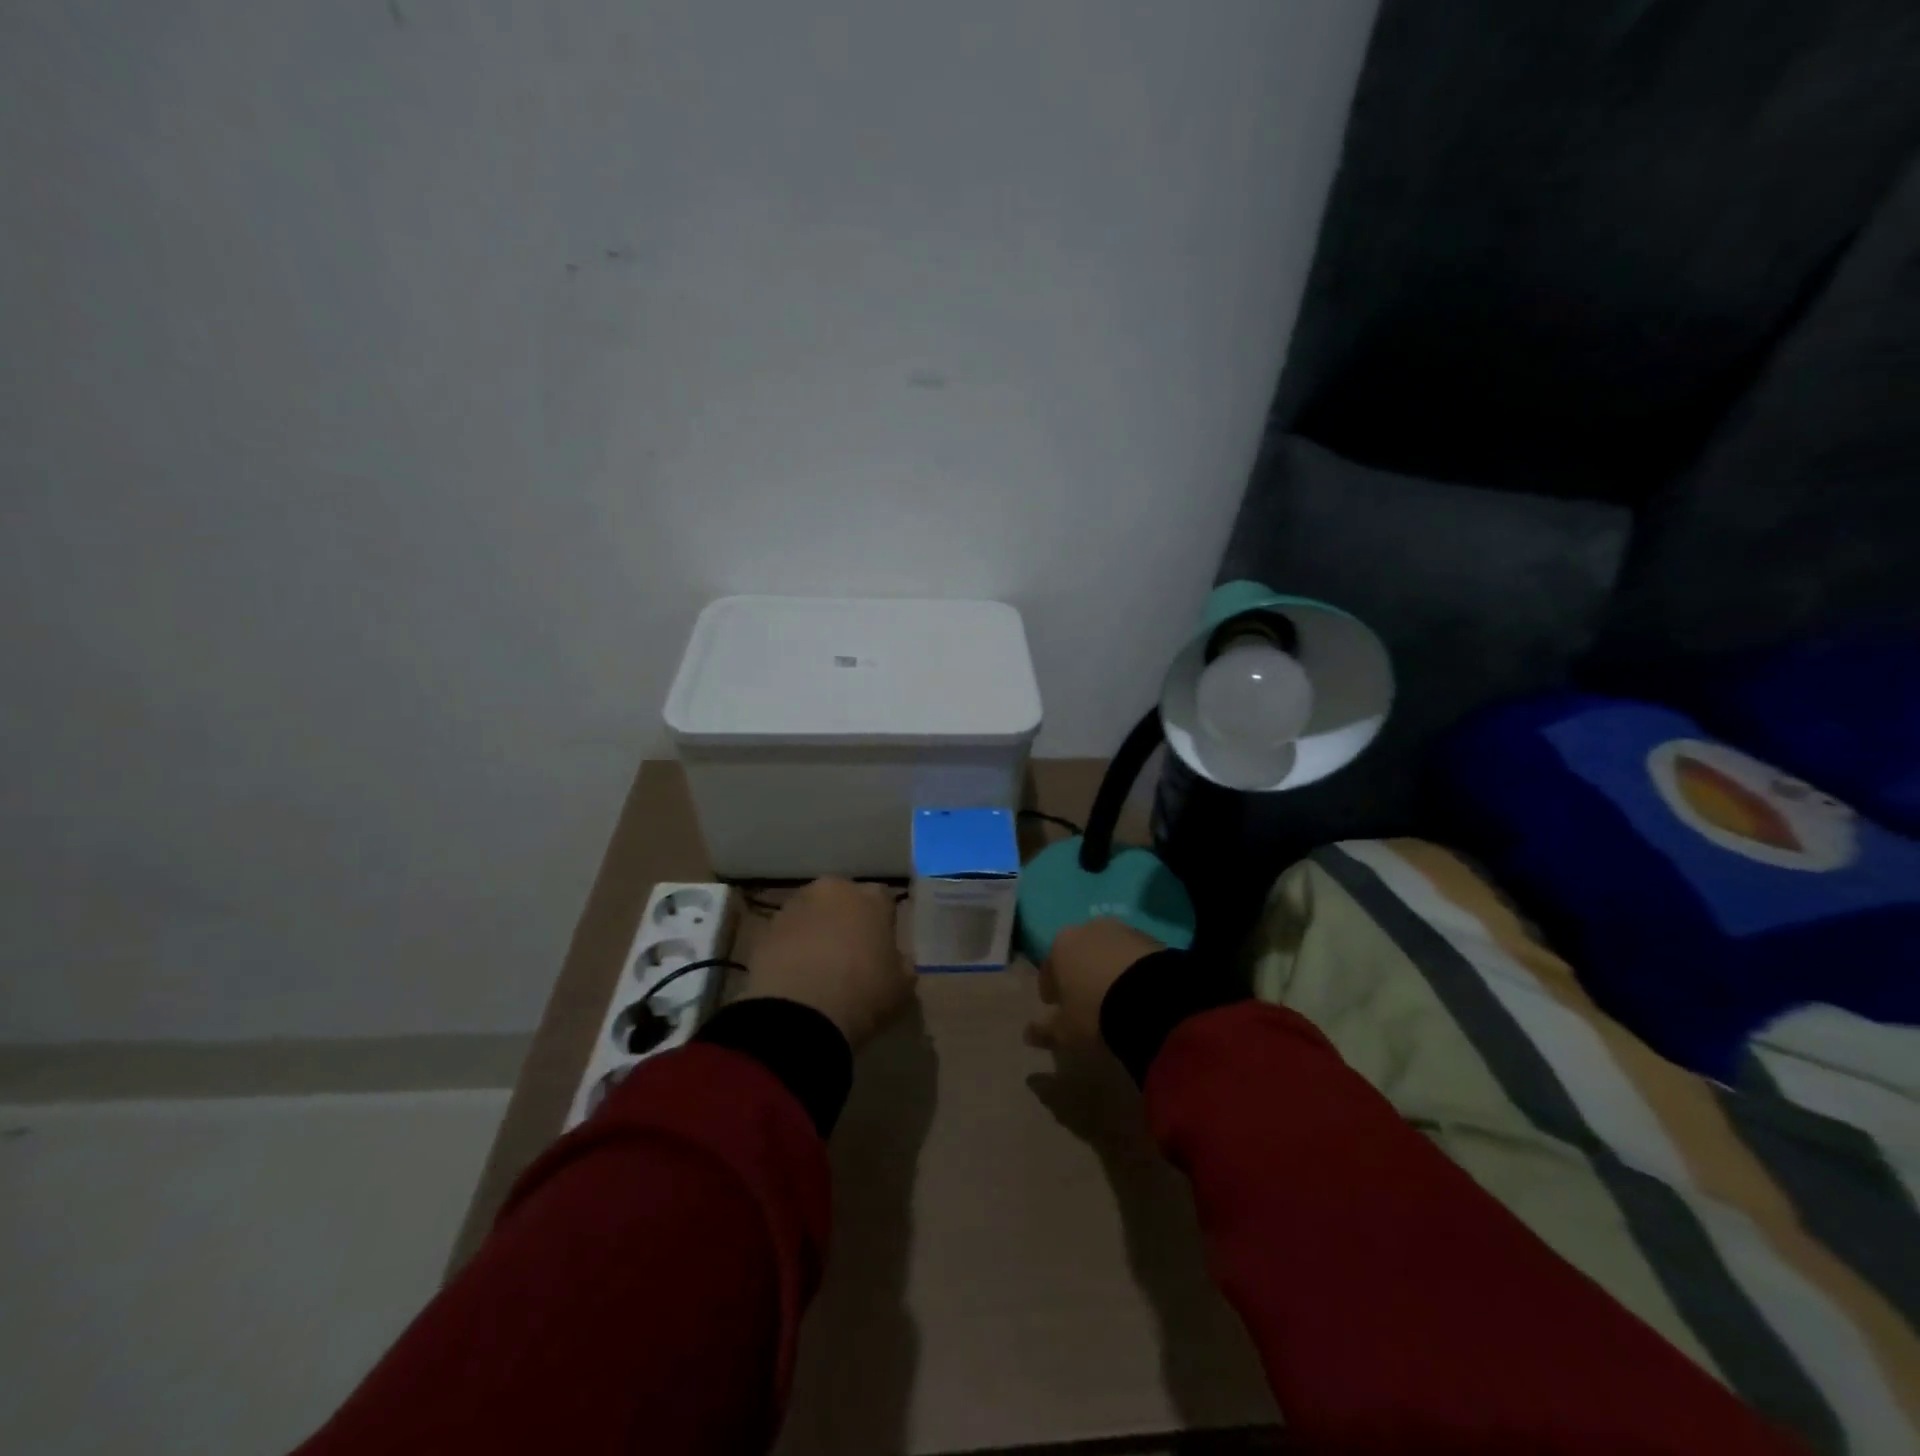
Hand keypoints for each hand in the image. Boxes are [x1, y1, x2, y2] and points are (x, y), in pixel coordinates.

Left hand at [741, 879, 914, 1049]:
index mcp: (871, 897)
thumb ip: (902, 965)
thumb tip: (896, 961)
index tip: (883, 949)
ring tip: (818, 969)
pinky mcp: (765, 930)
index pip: (884, 901)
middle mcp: (832, 890)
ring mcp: (794, 906)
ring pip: (812, 914)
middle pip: (843, 900)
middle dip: (847, 920)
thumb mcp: (902, 987)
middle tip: (850, 954)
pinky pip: (786, 935)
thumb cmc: (862, 993)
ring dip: (816, 932)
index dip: (884, 924)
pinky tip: (796, 977)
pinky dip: (791, 949)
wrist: (799, 1013)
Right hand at [1025, 918, 1164, 1057]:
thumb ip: (1045, 1030)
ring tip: (1115, 996)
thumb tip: (1028, 1033)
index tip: (1056, 1006)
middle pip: (1078, 953)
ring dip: (1107, 969)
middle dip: (1079, 973)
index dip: (1051, 988)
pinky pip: (1133, 956)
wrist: (1153, 1000)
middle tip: (1086, 1000)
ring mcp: (1122, 930)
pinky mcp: (1151, 939)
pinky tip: (1137, 991)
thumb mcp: (1066, 1031)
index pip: (1048, 967)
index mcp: (1060, 946)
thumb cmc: (1096, 1013)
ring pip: (1107, 951)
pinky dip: (1131, 970)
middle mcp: (1088, 929)